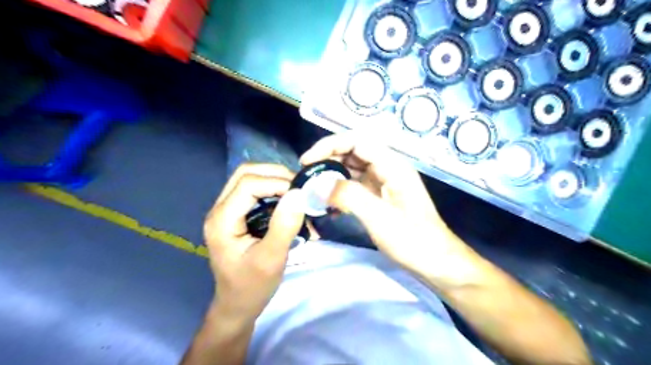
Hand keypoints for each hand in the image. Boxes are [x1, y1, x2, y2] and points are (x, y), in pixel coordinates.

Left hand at [202, 165, 304, 319]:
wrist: (237, 305)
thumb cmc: (252, 287)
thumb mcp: (271, 259)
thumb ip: (284, 225)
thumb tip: (299, 193)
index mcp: (222, 220)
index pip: (248, 184)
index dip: (276, 182)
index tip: (301, 192)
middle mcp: (219, 210)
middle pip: (244, 173)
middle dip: (274, 174)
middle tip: (298, 186)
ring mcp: (226, 211)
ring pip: (248, 179)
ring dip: (273, 179)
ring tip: (295, 191)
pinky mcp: (235, 215)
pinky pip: (252, 190)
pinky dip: (271, 188)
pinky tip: (286, 199)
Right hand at [300, 135, 475, 285]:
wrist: (435, 261)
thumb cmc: (413, 240)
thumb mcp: (380, 218)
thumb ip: (350, 197)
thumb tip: (319, 184)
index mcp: (392, 165)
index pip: (357, 140)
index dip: (329, 145)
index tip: (308, 161)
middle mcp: (387, 168)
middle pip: (353, 152)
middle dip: (328, 160)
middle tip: (307, 177)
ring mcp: (384, 182)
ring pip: (352, 169)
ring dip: (332, 176)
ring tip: (313, 191)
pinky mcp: (380, 196)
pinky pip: (355, 185)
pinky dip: (340, 191)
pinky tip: (329, 206)